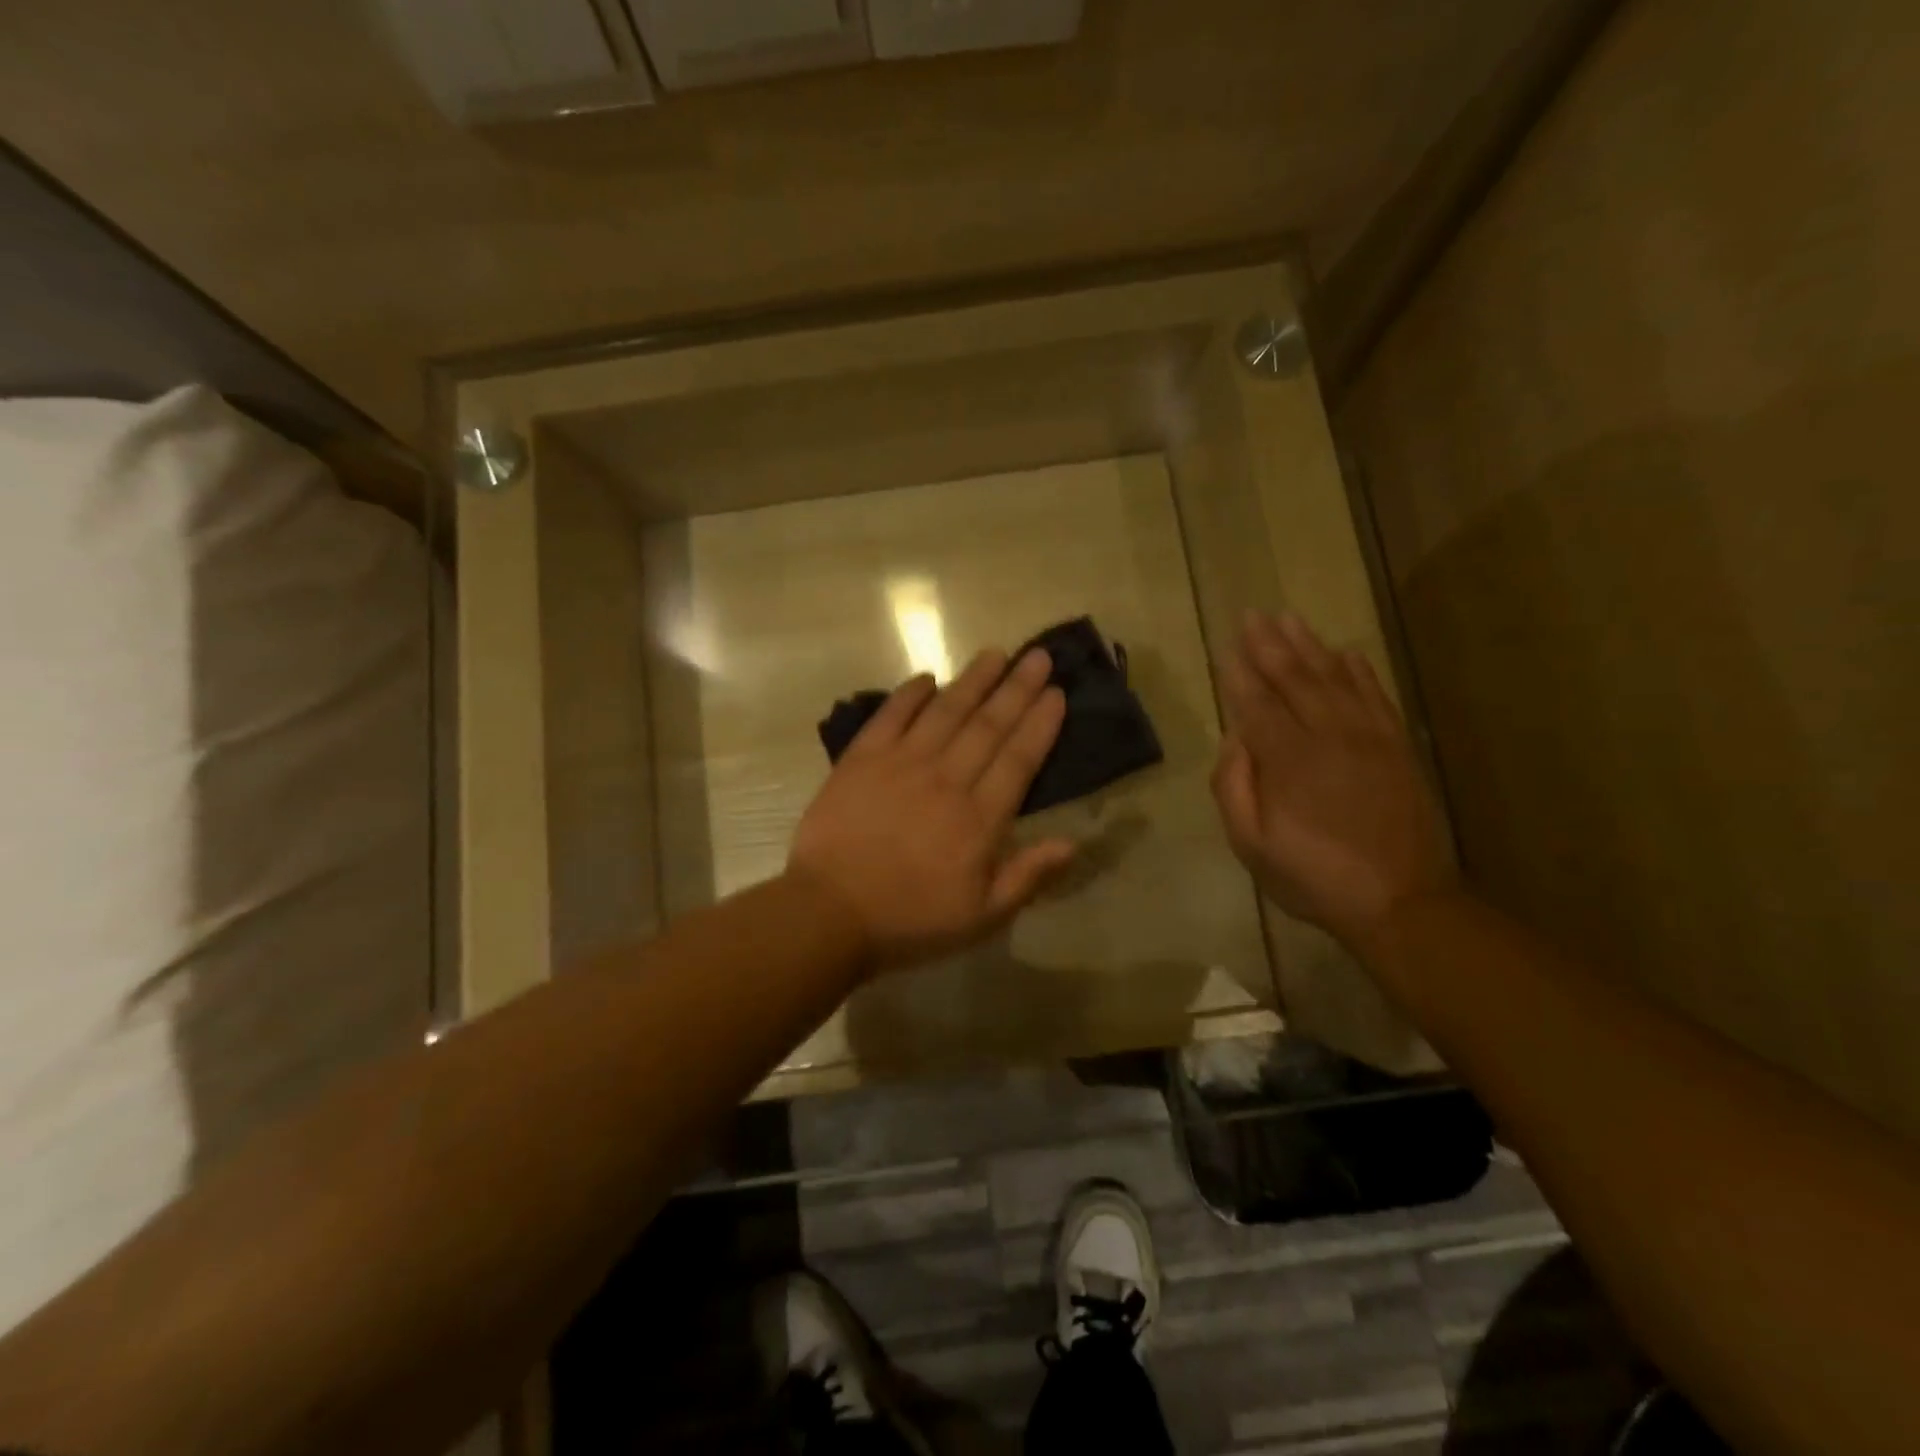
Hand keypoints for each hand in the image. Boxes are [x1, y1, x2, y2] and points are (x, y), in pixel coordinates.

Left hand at [787, 647, 1076, 974]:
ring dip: (973, 680)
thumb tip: (1073, 842)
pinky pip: (890, 716)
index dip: (1040, 723)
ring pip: (946, 712)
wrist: (829, 913)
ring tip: (995, 654)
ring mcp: (901, 764)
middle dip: (1017, 689)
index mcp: (979, 819)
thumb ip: (1028, 876)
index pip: (1018, 759)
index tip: (1056, 692)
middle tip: (1037, 656)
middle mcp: (946, 780)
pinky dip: (909, 694)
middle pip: (988, 725)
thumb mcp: (982, 916)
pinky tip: (927, 678)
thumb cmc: (910, 920)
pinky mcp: (862, 760)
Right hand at [1211, 610, 1456, 947]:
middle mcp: (1327, 735)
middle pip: (1293, 678)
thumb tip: (1233, 740)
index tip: (1225, 645)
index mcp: (1287, 760)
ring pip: (1334, 678)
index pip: (1256, 703)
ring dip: (1309, 645)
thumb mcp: (1251, 845)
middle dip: (1269, 645)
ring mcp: (1368, 737)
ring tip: (1289, 619)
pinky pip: (1375, 695)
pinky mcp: (1396, 746)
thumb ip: (1233, 787)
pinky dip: (1358, 670)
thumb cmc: (1313, 876)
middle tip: (1252, 615)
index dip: (1238, 673)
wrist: (1400, 901)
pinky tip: (1345, 652)